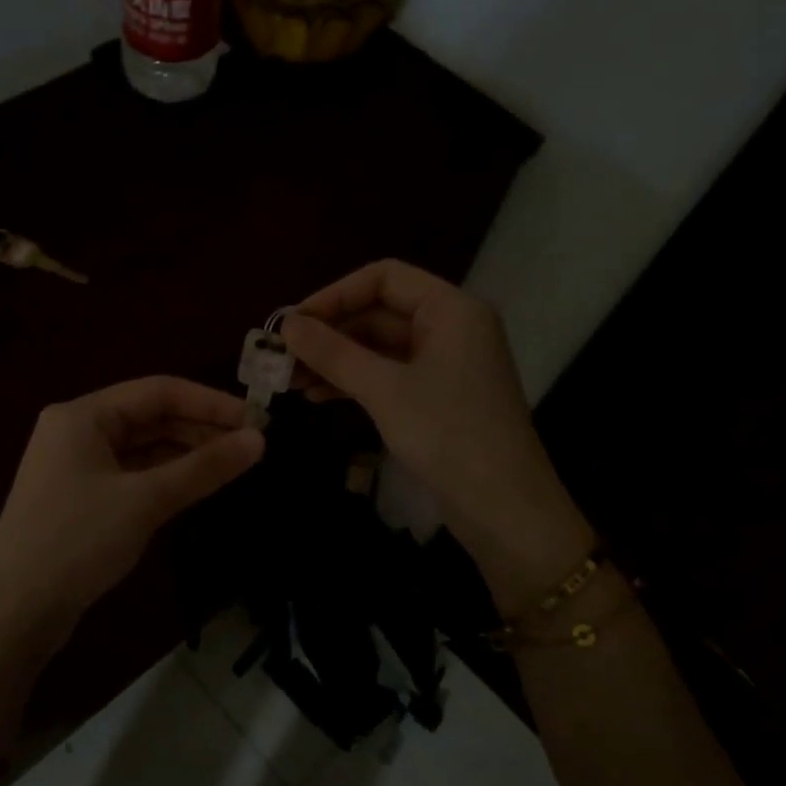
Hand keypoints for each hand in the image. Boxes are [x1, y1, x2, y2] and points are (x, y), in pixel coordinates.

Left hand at [0, 376, 263, 624]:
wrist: (14, 611)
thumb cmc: (77, 541)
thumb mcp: (145, 500)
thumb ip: (204, 467)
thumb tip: (259, 440)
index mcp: (83, 415)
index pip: (158, 391)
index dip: (210, 402)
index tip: (257, 420)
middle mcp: (76, 431)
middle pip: (150, 417)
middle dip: (200, 429)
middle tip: (252, 446)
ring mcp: (76, 467)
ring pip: (142, 448)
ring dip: (185, 454)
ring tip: (233, 465)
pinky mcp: (80, 499)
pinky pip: (132, 475)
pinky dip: (165, 478)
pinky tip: (197, 486)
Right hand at [282, 260, 591, 603]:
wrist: (503, 507)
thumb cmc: (447, 435)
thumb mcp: (384, 389)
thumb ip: (334, 353)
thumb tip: (286, 324)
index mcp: (450, 309)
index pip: (384, 278)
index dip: (334, 294)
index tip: (292, 323)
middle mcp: (451, 328)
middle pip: (379, 313)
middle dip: (330, 334)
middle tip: (282, 358)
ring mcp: (445, 366)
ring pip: (380, 349)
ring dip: (336, 361)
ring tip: (291, 382)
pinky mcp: (438, 399)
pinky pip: (389, 377)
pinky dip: (355, 383)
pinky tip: (319, 397)